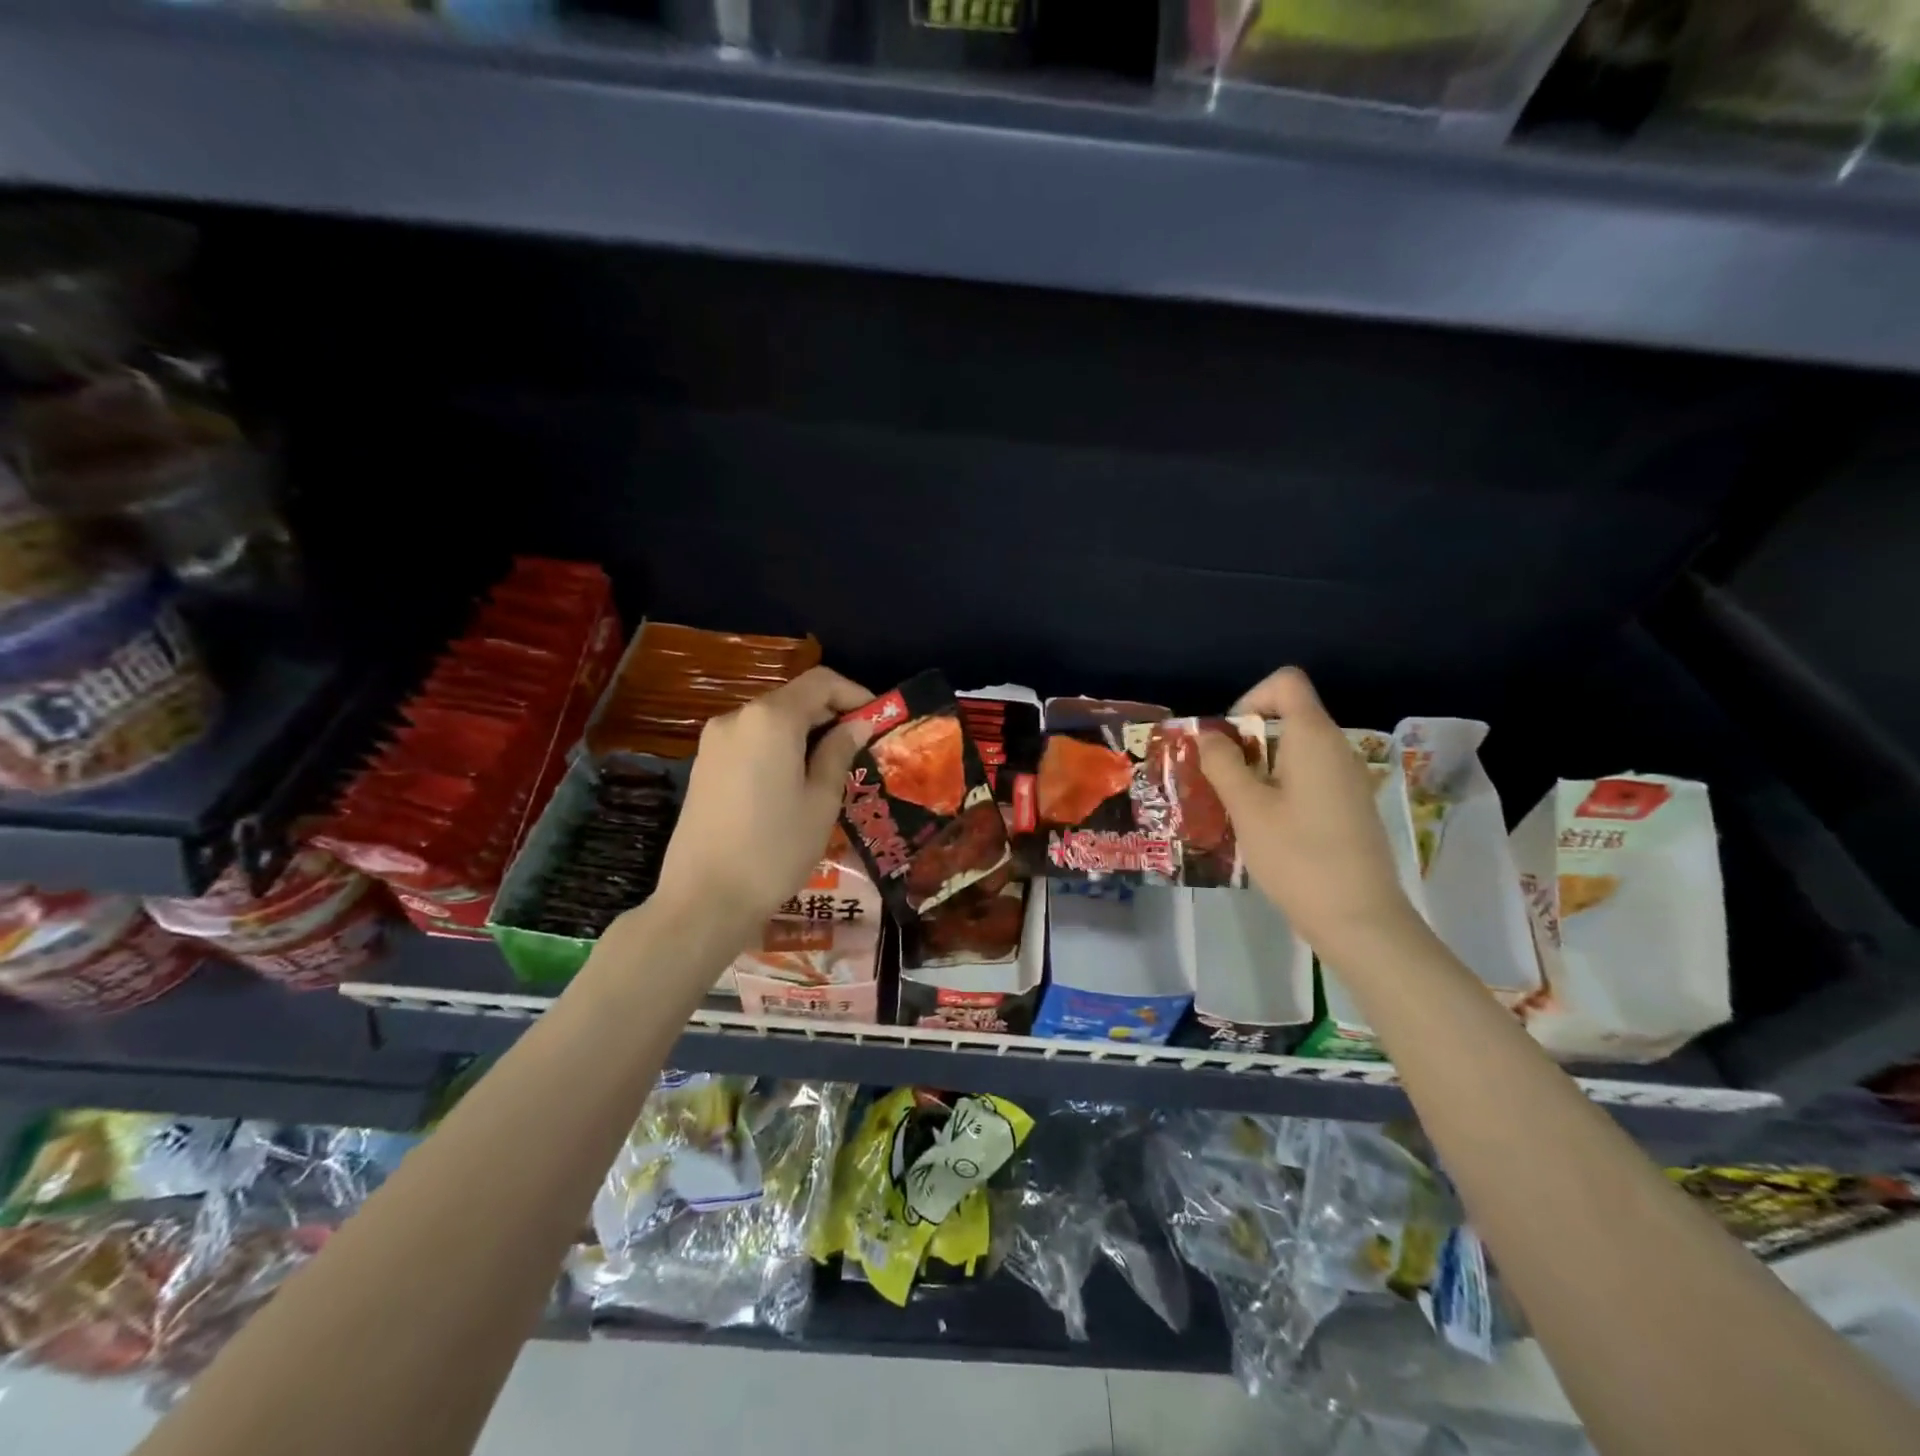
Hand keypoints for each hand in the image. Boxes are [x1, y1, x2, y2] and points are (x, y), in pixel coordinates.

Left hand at [653, 665, 873, 933]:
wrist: (704, 899)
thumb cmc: (775, 849)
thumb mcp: (821, 801)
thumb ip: (838, 753)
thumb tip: (855, 726)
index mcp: (771, 719)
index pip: (821, 682)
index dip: (854, 693)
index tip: (878, 719)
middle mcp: (738, 717)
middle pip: (793, 698)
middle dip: (830, 714)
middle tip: (861, 746)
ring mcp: (714, 741)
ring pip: (771, 721)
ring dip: (804, 733)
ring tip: (831, 767)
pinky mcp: (703, 765)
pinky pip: (750, 741)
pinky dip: (778, 748)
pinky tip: (794, 781)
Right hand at [1198, 667, 1426, 963]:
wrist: (1359, 919)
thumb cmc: (1298, 856)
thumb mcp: (1248, 808)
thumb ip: (1223, 764)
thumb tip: (1209, 735)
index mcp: (1314, 738)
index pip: (1285, 683)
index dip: (1250, 699)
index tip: (1229, 741)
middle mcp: (1337, 749)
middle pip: (1288, 717)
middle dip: (1246, 740)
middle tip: (1221, 780)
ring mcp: (1348, 779)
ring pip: (1296, 750)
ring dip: (1260, 767)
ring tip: (1236, 806)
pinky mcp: (1350, 806)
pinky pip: (1309, 777)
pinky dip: (1281, 787)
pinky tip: (1266, 827)